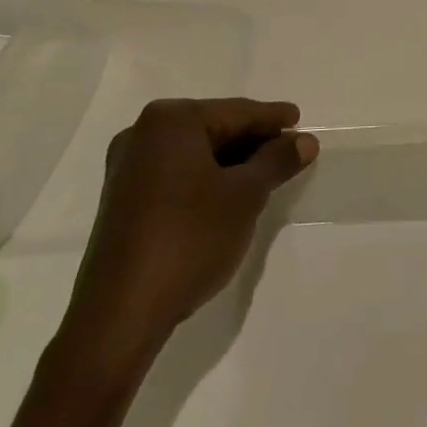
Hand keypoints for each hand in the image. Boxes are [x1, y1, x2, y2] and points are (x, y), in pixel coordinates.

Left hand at [57, 98, 316, 383]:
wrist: (121, 314)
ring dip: (232, 162)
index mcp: (171, 120)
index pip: (236, 112)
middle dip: (253, 140)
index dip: (273, 118)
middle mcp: (143, 134)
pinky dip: (207, 178)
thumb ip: (277, 161)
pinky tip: (230, 195)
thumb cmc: (190, 238)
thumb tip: (305, 141)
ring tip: (268, 173)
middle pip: (214, 128)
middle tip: (290, 150)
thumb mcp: (245, 196)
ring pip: (195, 153)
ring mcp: (128, 168)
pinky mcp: (123, 200)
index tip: (301, 120)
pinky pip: (177, 174)